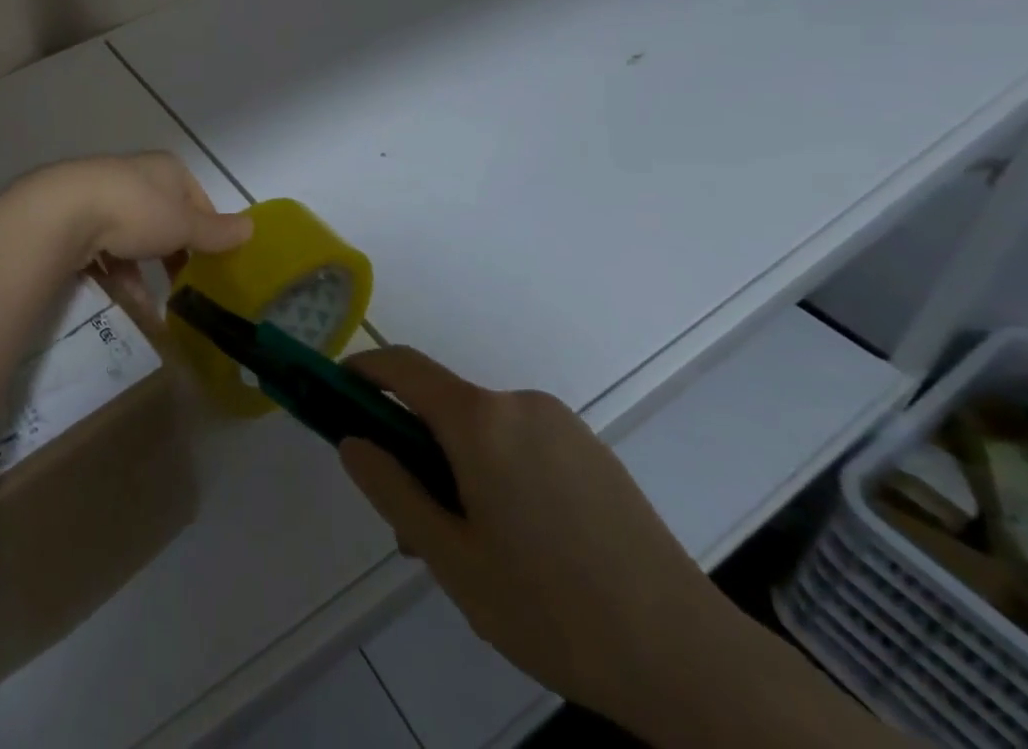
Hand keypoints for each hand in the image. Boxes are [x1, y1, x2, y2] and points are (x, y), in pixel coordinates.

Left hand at [14, 152, 252, 283]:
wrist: (64, 212)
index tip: (213, 262)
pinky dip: (118, 276)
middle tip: (185, 285)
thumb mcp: (184, 224)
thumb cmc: (136, 210)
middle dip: (173, 254)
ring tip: (154, 308)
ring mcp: (103, 196)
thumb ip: (216, 231)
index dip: (208, 230)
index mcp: (165, 169)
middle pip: (164, 219)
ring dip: (144, 273)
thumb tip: (252, 228)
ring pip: (133, 239)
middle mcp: (135, 176)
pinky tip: (126, 304)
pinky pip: (105, 251)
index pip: (196, 199)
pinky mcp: (77, 219)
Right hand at [337, 348, 729, 731]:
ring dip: (458, 467)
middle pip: (443, 407)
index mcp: (480, 420)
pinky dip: (498, 471)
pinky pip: (522, 443)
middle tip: (412, 522)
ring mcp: (561, 424)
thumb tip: (352, 440)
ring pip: (483, 430)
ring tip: (472, 549)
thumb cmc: (552, 609)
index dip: (363, 370)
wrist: (690, 659)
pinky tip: (521, 545)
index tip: (337, 391)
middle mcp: (518, 404)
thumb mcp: (452, 559)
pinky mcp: (592, 450)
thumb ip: (392, 489)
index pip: (402, 367)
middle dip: (415, 448)